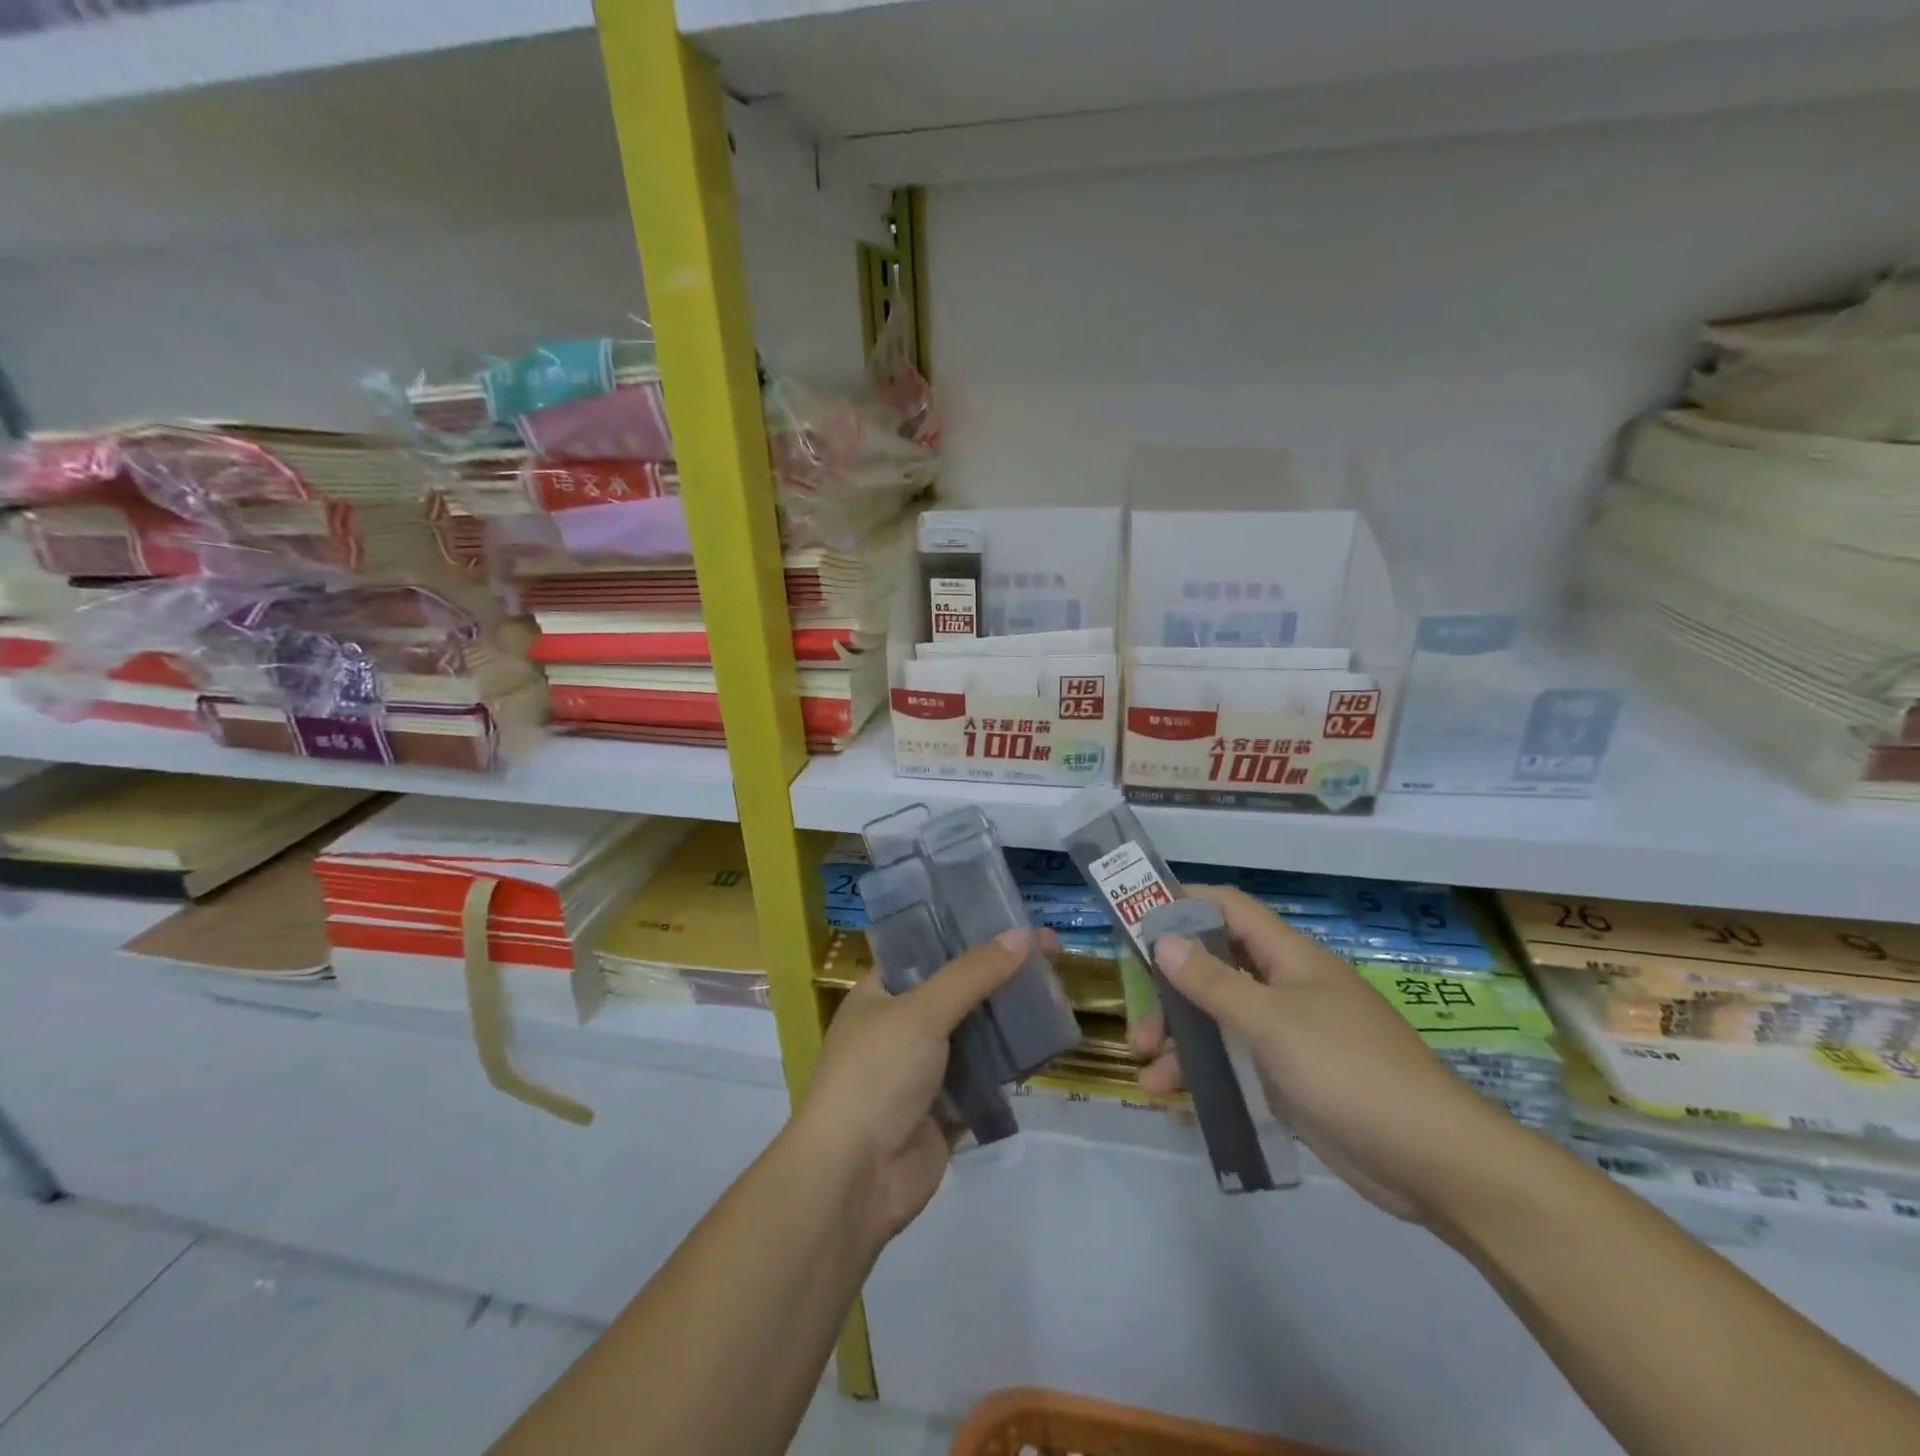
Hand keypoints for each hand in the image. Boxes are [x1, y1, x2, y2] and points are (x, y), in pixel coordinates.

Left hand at [793, 929, 1038, 1248]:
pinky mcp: (946, 1109)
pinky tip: (1046, 1045)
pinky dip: (1011, 1064)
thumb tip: (1023, 936)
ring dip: (1010, 1017)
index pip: (926, 948)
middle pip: (958, 989)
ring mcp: (924, 1070)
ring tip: (1056, 993)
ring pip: (976, 1033)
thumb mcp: (922, 1012)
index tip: (1011, 918)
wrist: (855, 1179)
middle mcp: (901, 1026)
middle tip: (1049, 954)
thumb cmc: (876, 1076)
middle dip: (1000, 974)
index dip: (966, 932)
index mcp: (880, 993)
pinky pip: (986, 1077)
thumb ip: (973, 974)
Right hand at [1135, 886, 1520, 1224]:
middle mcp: (1286, 987)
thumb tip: (1164, 940)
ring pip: (1221, 1021)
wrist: (1433, 1161)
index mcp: (1289, 958)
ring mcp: (1290, 1034)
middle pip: (1215, 968)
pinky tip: (1178, 1102)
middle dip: (1171, 992)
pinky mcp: (1291, 1078)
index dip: (1184, 904)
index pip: (1229, 909)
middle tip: (1139, 1021)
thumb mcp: (1272, 1022)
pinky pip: (1237, 1062)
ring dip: (1183, 1042)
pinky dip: (1206, 1075)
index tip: (1137, 917)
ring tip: (1149, 1075)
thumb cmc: (1349, 1071)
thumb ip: (1214, 982)